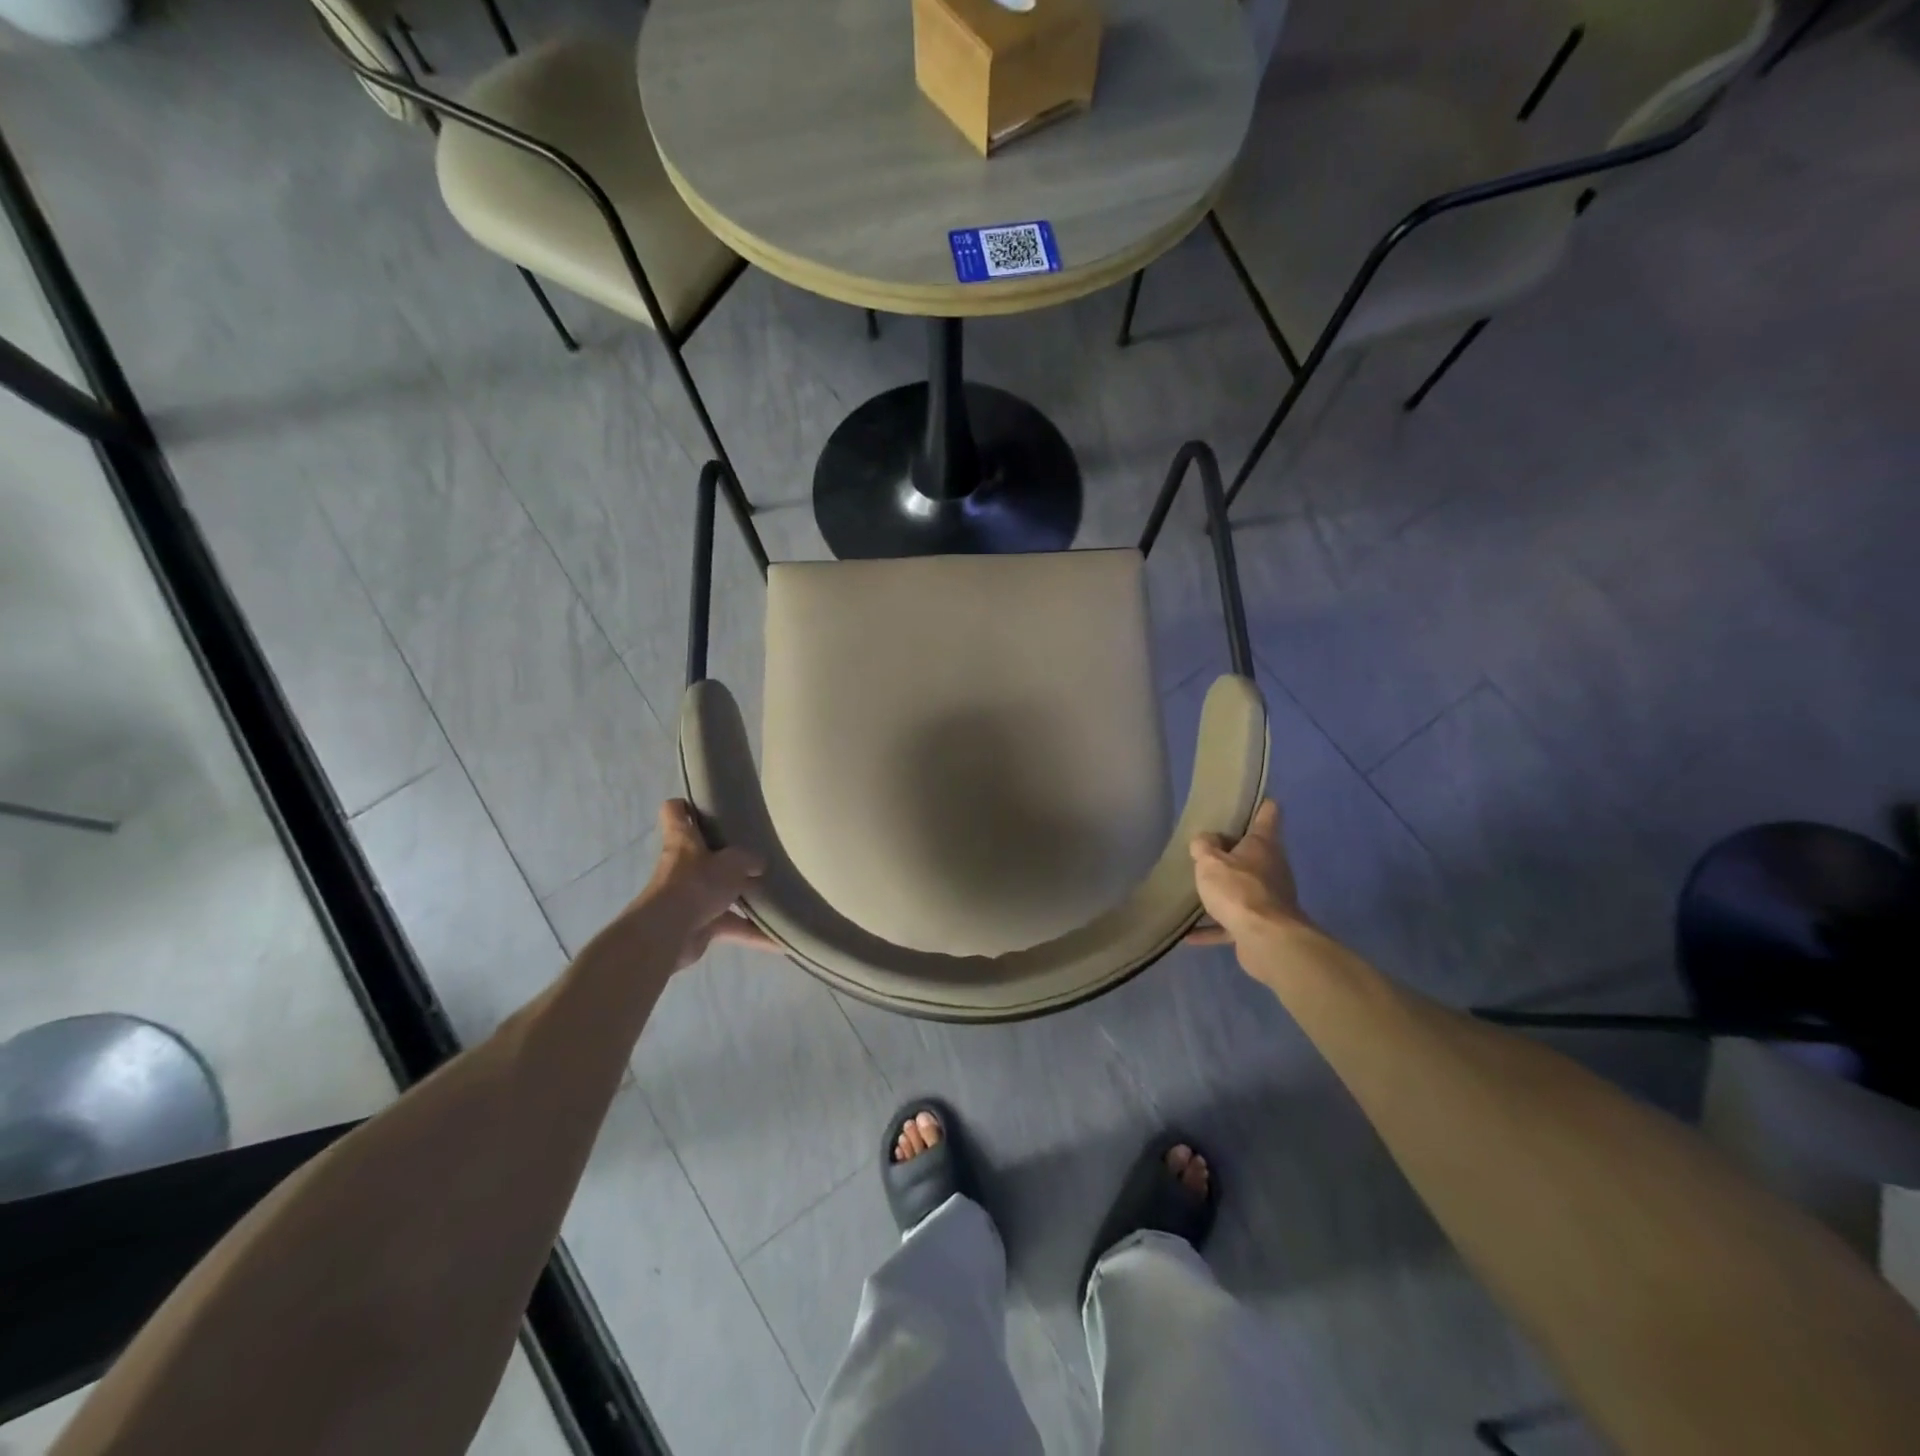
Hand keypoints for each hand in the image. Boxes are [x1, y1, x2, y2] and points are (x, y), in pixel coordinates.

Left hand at [641, 800, 772, 968]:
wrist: (668, 933)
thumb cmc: (697, 884)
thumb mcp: (732, 862)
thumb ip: (748, 860)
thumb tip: (759, 864)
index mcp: (684, 840)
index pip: (676, 812)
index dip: (687, 806)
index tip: (707, 806)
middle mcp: (683, 866)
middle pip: (704, 854)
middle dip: (729, 857)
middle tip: (758, 853)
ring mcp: (690, 897)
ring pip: (721, 893)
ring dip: (746, 898)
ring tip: (776, 897)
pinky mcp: (698, 925)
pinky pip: (730, 925)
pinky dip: (752, 933)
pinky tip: (778, 940)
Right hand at [1186, 800, 1308, 948]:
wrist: (1266, 940)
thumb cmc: (1238, 890)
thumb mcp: (1210, 861)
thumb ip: (1204, 847)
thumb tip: (1205, 840)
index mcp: (1263, 844)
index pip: (1268, 814)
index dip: (1260, 804)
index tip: (1249, 799)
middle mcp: (1271, 868)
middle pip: (1254, 852)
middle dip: (1232, 851)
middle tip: (1205, 847)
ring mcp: (1269, 898)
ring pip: (1243, 888)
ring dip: (1223, 890)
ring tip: (1197, 889)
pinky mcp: (1261, 925)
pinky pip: (1232, 922)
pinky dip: (1214, 926)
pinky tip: (1190, 934)